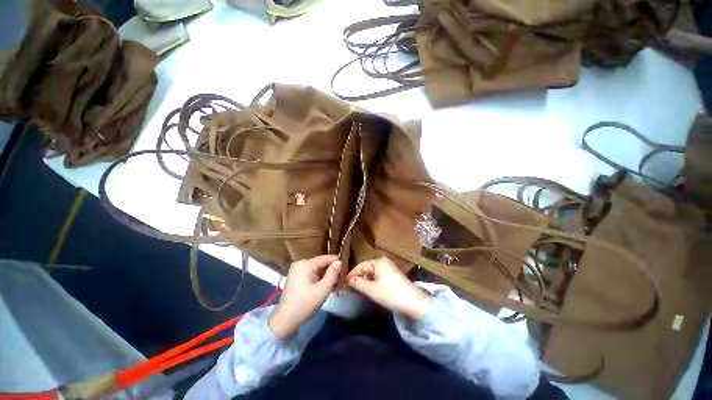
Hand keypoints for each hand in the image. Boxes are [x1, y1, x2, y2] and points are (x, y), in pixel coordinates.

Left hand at [269, 255, 340, 338]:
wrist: (285, 320)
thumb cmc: (305, 304)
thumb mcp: (322, 290)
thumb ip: (332, 274)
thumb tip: (339, 262)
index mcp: (306, 264)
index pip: (327, 258)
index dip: (337, 263)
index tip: (347, 270)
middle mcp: (301, 263)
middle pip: (322, 263)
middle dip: (332, 270)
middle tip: (342, 280)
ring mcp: (297, 269)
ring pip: (317, 268)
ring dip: (326, 275)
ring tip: (336, 284)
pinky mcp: (296, 276)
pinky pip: (311, 273)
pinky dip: (319, 278)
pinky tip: (326, 286)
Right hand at [346, 257, 431, 319]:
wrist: (413, 302)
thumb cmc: (391, 294)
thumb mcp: (371, 290)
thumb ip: (358, 283)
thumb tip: (348, 279)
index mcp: (378, 261)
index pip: (360, 266)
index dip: (351, 274)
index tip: (343, 283)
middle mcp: (383, 261)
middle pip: (366, 267)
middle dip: (358, 277)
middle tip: (349, 287)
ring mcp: (388, 266)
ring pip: (372, 272)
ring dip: (364, 279)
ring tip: (357, 288)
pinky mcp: (392, 273)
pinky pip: (378, 274)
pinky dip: (372, 280)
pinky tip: (369, 288)